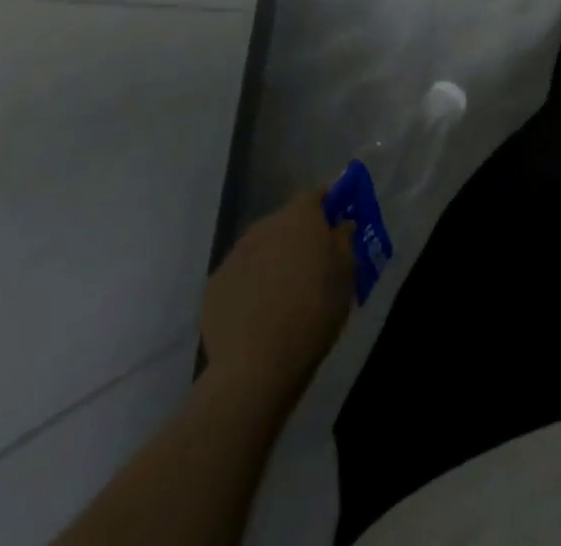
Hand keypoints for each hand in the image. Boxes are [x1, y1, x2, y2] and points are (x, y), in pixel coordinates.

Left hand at [201, 190, 354, 397]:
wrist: (257, 365)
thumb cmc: (314, 310)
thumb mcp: (346, 273)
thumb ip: (344, 240)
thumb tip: (340, 224)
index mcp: (300, 216)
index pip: (317, 195)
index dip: (328, 205)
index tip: (337, 221)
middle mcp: (265, 225)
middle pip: (287, 222)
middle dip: (299, 237)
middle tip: (314, 264)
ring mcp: (235, 254)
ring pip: (262, 248)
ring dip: (274, 260)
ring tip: (285, 293)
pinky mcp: (214, 286)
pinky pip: (240, 276)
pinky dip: (251, 285)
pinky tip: (259, 313)